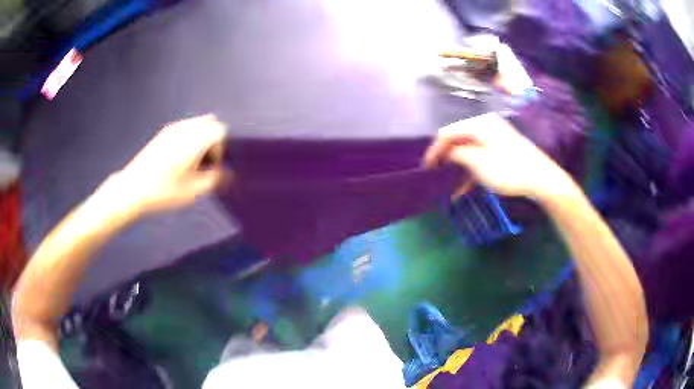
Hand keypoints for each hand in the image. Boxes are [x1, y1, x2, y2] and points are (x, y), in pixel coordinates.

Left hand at [110, 114, 228, 214]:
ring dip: (201, 138)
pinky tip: (179, 158)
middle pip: (211, 123)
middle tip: (203, 162)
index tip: (211, 167)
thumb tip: (226, 173)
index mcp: (195, 139)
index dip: (221, 149)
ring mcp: (173, 128)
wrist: (134, 188)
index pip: (220, 130)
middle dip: (213, 140)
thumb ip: (214, 179)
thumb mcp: (193, 191)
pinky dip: (190, 137)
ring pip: (198, 123)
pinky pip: (186, 127)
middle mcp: (186, 128)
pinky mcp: (164, 132)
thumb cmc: (164, 191)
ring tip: (191, 161)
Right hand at [424, 113, 572, 199]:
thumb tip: (448, 153)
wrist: (541, 179)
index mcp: (479, 124)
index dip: (434, 150)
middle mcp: (485, 126)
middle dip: (445, 158)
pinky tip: (464, 188)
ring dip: (458, 167)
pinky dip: (471, 170)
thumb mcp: (479, 163)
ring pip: (468, 150)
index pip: (448, 132)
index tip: (426, 168)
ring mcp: (495, 137)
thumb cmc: (509, 170)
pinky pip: (480, 156)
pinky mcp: (502, 149)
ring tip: (448, 184)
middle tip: (435, 175)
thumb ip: (458, 154)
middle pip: (458, 140)